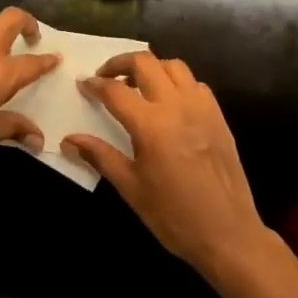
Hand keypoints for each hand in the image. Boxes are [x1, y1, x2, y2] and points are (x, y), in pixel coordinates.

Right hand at [63, 52, 269, 281]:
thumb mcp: (130, 188)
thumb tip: (68, 140)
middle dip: (120, 63)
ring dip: (151, 67)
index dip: (95, 84)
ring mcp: (201, 108)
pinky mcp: (218, 116)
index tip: (83, 84)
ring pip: (173, 66)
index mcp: (151, 125)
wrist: (228, 234)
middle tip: (106, 76)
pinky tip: (169, 102)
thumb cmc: (173, 215)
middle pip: (144, 63)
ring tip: (137, 85)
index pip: (115, 90)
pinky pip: (195, 83)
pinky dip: (177, 82)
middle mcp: (177, 106)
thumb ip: (99, 156)